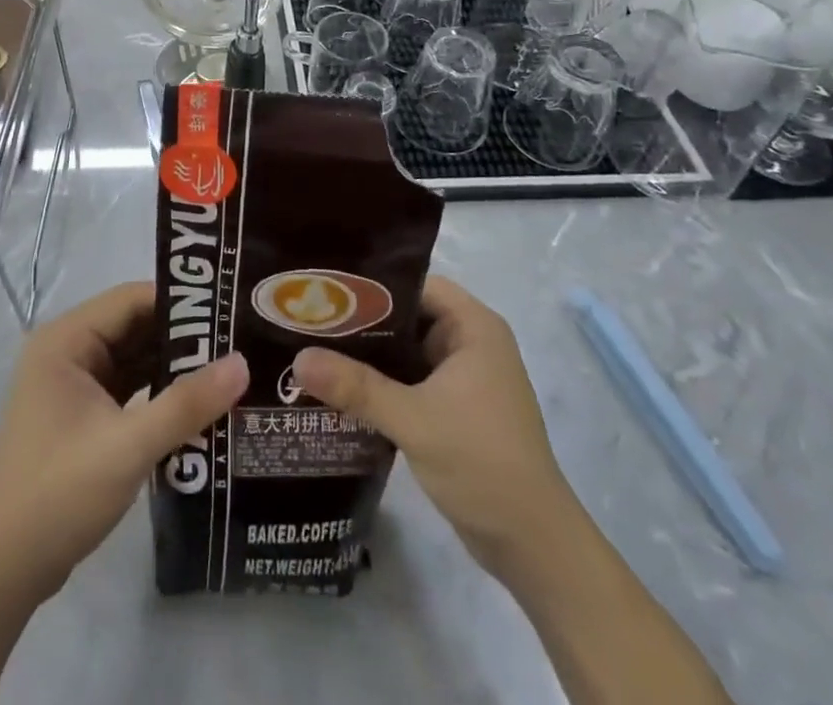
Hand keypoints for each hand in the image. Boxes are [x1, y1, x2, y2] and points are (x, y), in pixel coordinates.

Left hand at [0, 282, 247, 607]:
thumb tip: (243, 363)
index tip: (230, 312)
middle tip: (239, 342)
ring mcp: (72, 385)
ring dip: (174, 367)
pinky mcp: (81, 417)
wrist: (3, 573)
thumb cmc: (58, 494)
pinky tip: (198, 405)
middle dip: (183, 337)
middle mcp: (67, 351)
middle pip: (134, 327)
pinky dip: (159, 394)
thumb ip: (186, 404)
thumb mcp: (128, 446)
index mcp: (65, 340)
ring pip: (134, 359)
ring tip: (230, 369)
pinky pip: (128, 389)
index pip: (131, 300)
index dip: (181, 303)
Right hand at [292, 276, 571, 579]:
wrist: (533, 547)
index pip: (415, 285)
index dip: (372, 285)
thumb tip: (299, 358)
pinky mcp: (456, 411)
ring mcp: (465, 379)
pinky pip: (411, 383)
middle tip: (309, 321)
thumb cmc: (482, 462)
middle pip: (407, 317)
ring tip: (314, 351)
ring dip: (368, 357)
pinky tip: (341, 391)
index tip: (325, 291)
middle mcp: (471, 344)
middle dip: (361, 322)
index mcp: (473, 327)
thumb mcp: (414, 419)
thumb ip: (356, 387)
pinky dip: (381, 385)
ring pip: (406, 353)